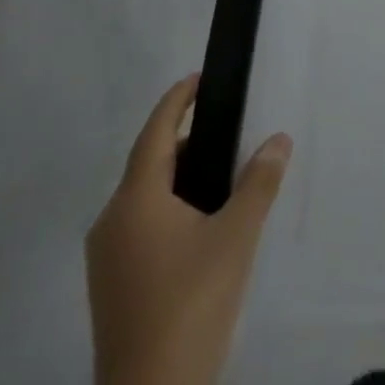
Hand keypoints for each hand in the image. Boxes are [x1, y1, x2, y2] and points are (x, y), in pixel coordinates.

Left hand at [85, 74, 291, 384]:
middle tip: (227, 136)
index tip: (200, 78)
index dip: (177, 100)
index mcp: (136, 200)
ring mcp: (105, 260)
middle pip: (149, 164)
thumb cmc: (190, 306)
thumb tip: (278, 139)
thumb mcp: (236, 238)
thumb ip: (258, 183)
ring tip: (220, 182)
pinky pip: (139, 228)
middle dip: (186, 144)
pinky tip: (198, 230)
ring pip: (143, 199)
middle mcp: (111, 222)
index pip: (156, 131)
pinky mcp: (109, 290)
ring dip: (178, 181)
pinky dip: (167, 212)